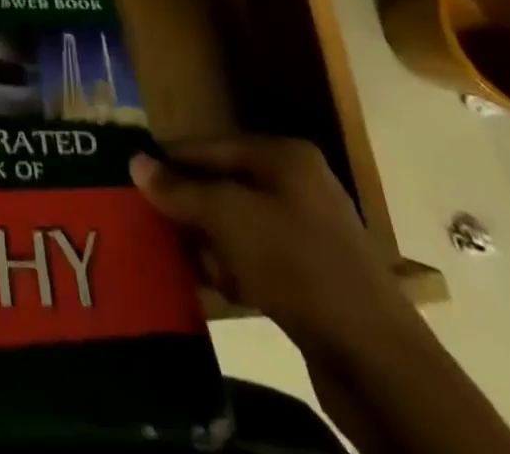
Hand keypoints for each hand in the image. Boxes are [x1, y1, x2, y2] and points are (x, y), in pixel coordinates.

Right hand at [130, 132, 414, 357]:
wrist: (378, 363)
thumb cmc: (299, 267)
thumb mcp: (230, 219)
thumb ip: (182, 190)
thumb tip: (135, 162)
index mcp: (284, 156)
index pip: (211, 146)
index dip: (170, 159)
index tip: (130, 175)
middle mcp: (297, 184)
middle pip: (224, 184)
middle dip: (188, 205)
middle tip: (147, 221)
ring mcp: (308, 231)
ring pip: (238, 224)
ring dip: (208, 241)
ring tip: (177, 259)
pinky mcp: (312, 276)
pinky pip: (257, 257)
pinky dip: (233, 267)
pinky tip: (216, 285)